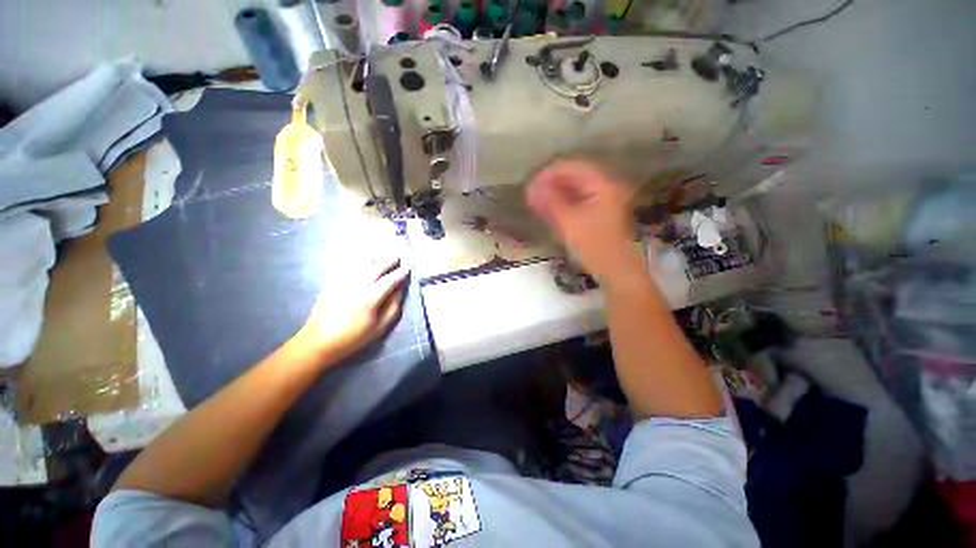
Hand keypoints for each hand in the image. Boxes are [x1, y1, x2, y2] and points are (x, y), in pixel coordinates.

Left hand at [293, 257, 409, 364]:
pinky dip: (357, 261)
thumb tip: (399, 291)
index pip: (388, 281)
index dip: (399, 274)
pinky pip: (347, 267)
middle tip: (397, 256)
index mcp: (369, 300)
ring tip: (382, 254)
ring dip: (373, 257)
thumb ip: (392, 308)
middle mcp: (355, 287)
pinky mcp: (330, 283)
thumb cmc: (352, 338)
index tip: (407, 269)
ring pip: (360, 264)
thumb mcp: (379, 328)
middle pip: (375, 268)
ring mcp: (341, 283)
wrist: (317, 342)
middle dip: (387, 261)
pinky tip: (362, 259)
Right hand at [526, 159, 645, 286]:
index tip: (530, 186)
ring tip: (535, 203)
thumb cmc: (594, 246)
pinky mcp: (597, 212)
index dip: (548, 174)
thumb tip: (531, 188)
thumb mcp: (569, 223)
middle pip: (573, 176)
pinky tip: (547, 210)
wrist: (615, 269)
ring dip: (554, 194)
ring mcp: (602, 199)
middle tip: (530, 196)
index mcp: (602, 184)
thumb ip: (550, 202)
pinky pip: (576, 201)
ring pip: (573, 189)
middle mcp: (604, 186)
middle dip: (549, 184)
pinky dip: (561, 204)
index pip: (571, 167)